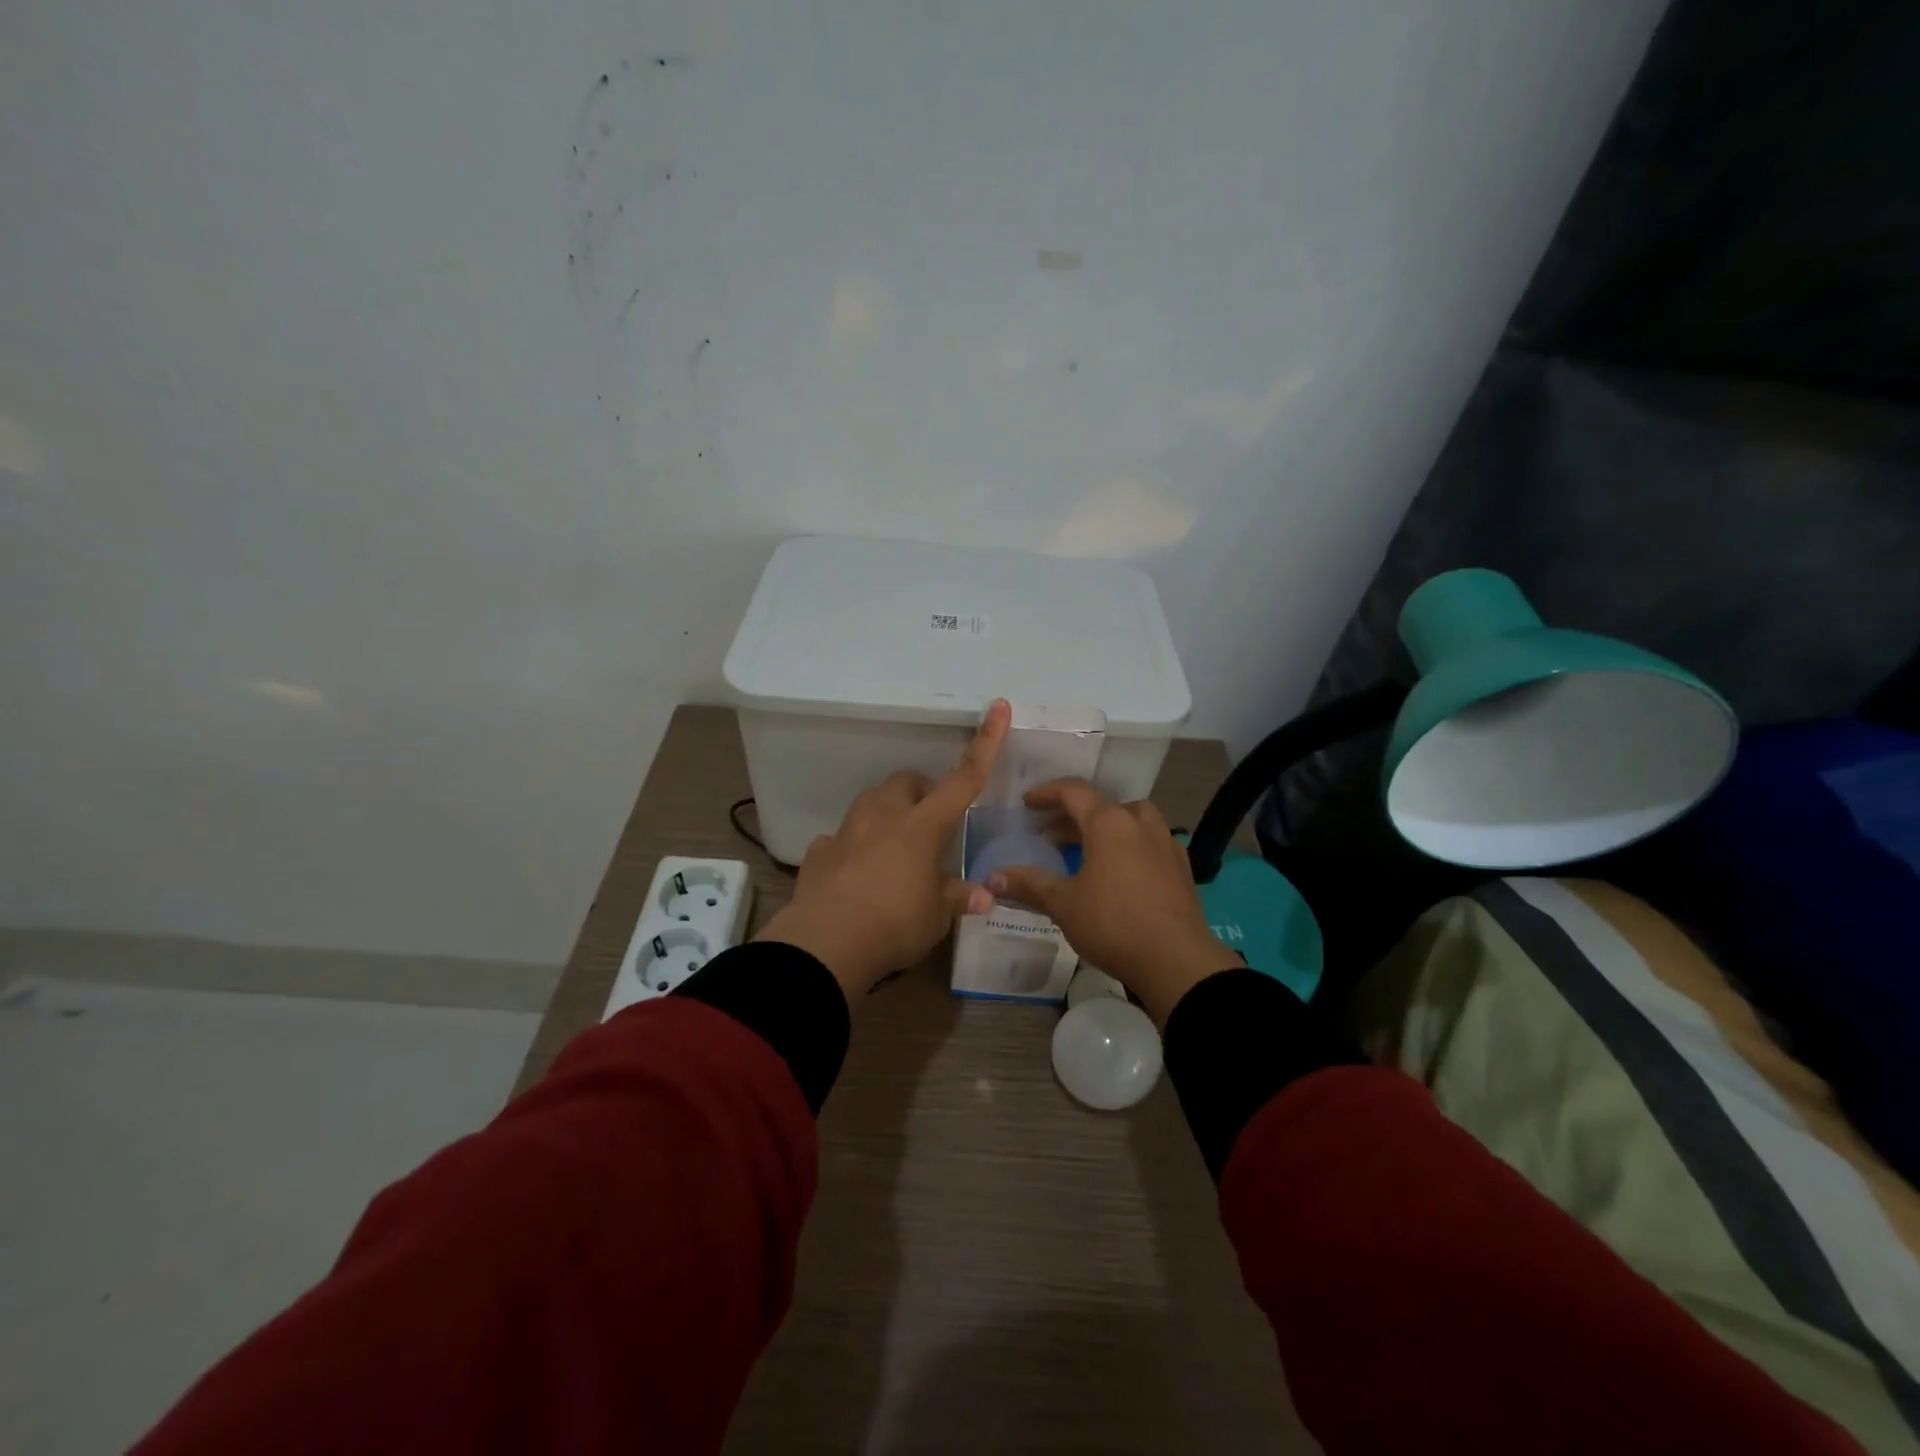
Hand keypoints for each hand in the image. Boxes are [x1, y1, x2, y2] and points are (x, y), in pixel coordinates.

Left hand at [757, 700, 1010, 1000]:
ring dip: (888, 816)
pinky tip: (857, 876)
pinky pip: (841, 840)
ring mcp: (847, 831)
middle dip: (921, 794)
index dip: (985, 743)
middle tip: (931, 825)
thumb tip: (983, 896)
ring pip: (872, 804)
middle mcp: (884, 816)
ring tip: (895, 850)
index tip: (998, 708)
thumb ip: (956, 898)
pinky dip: (854, 849)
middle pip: (907, 783)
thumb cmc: (895, 923)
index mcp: (923, 825)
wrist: (826, 943)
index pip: (963, 779)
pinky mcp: (820, 852)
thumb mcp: (935, 916)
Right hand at [985, 779, 1235, 1024]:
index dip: (1047, 793)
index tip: (1028, 804)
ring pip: (1131, 820)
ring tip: (1086, 848)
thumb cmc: (1113, 924)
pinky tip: (1120, 870)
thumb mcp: (1063, 904)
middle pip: (1103, 804)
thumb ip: (1029, 884)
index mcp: (1109, 822)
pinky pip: (1149, 842)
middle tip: (1051, 832)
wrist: (1176, 961)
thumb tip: (992, 877)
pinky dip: (1129, 845)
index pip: (1074, 791)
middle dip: (1074, 814)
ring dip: (1105, 827)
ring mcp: (1165, 844)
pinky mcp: (1181, 867)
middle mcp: (1139, 823)